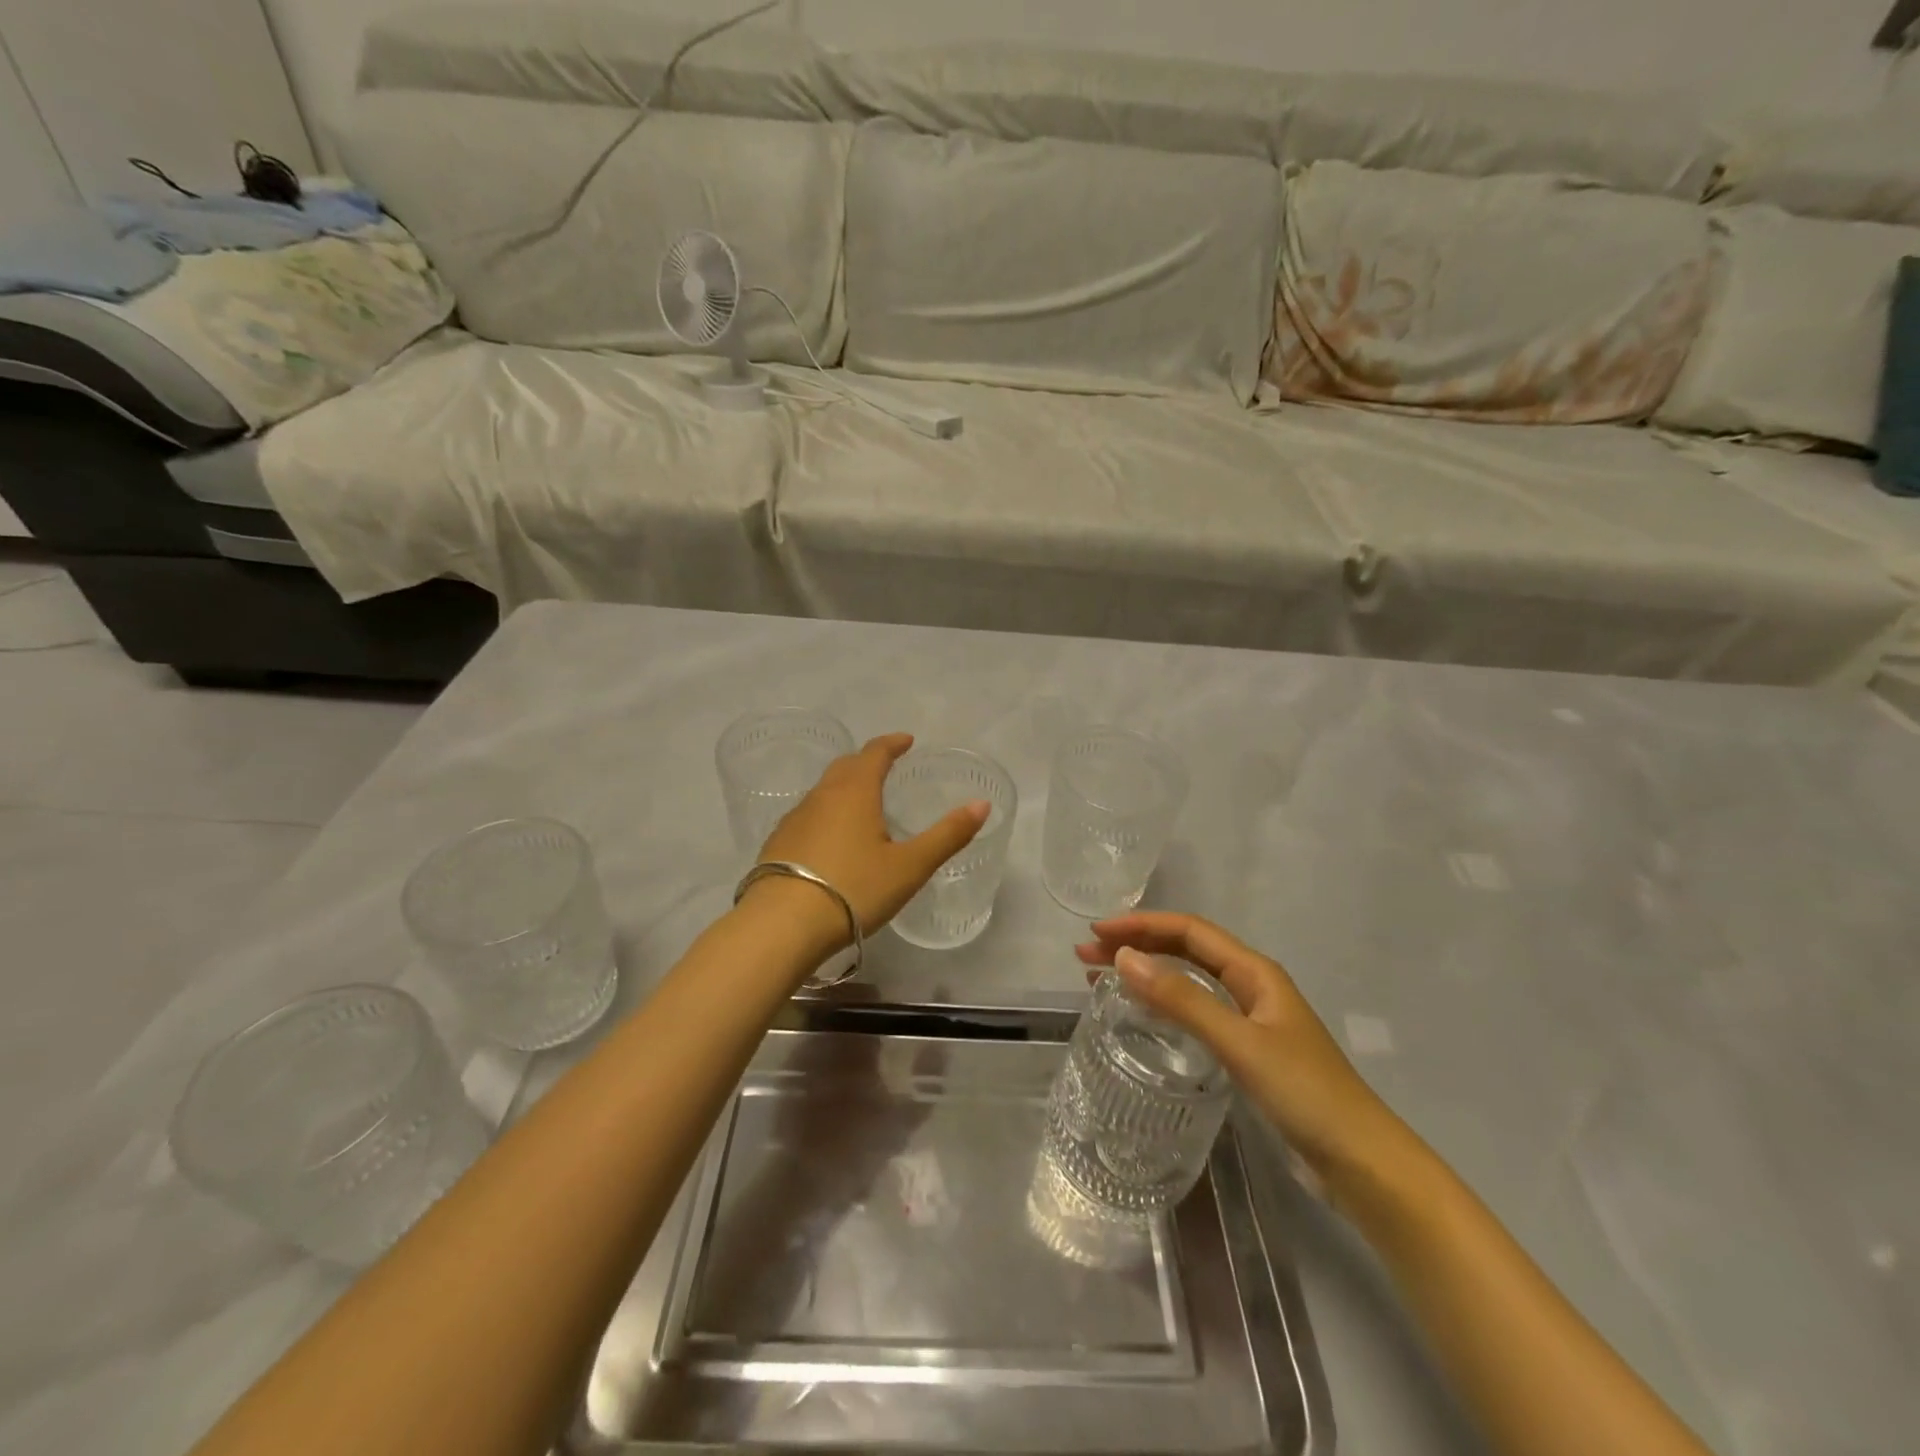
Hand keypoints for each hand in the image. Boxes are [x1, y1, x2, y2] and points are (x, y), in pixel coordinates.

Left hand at [755, 732, 988, 937]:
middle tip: (885, 767)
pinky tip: (831, 839)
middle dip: (867, 761)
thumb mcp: (910, 866)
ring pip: (823, 791)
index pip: (874, 753)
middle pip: (845, 766)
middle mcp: (821, 796)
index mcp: (855, 792)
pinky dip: (826, 814)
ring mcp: (794, 819)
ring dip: (844, 787)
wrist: (782, 925)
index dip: (892, 743)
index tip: (906, 741)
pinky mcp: (777, 844)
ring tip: (862, 803)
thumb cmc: (853, 889)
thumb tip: (981, 805)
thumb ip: (947, 835)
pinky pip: (807, 816)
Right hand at [1075, 912, 1414, 1198]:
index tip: (1097, 934)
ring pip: (1188, 981)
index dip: (1142, 926)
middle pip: (1185, 951)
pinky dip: (1162, 1004)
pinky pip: (1195, 1012)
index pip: (1189, 931)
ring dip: (1146, 974)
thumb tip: (1124, 958)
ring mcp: (1250, 1020)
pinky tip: (1142, 1016)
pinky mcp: (1247, 1052)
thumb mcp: (1240, 1043)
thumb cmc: (1305, 1094)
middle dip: (1136, 946)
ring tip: (1099, 980)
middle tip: (1085, 957)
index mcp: (1254, 972)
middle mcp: (1250, 987)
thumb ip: (1182, 1001)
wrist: (1363, 1163)